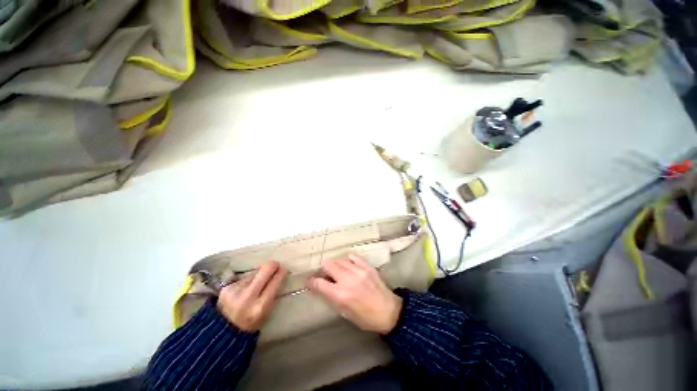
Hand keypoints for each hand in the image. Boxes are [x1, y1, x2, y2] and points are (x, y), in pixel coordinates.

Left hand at [217, 261, 288, 331]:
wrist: (223, 331)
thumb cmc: (251, 322)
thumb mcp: (267, 312)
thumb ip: (273, 293)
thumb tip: (279, 273)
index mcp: (261, 306)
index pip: (275, 281)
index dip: (282, 272)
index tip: (284, 269)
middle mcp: (248, 296)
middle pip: (265, 269)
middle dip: (273, 265)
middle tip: (276, 266)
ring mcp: (235, 290)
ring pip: (254, 272)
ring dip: (259, 274)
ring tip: (257, 283)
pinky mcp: (226, 287)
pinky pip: (244, 278)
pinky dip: (248, 280)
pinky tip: (245, 288)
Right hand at [306, 255, 401, 334]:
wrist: (389, 311)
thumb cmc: (365, 317)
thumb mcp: (344, 312)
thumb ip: (332, 297)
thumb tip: (322, 286)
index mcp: (340, 295)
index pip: (319, 283)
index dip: (311, 281)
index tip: (309, 280)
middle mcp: (347, 279)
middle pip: (328, 264)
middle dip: (324, 269)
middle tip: (326, 275)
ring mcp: (358, 270)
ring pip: (339, 259)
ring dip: (336, 265)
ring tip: (338, 271)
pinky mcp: (367, 266)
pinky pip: (352, 256)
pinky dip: (348, 260)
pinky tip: (349, 265)